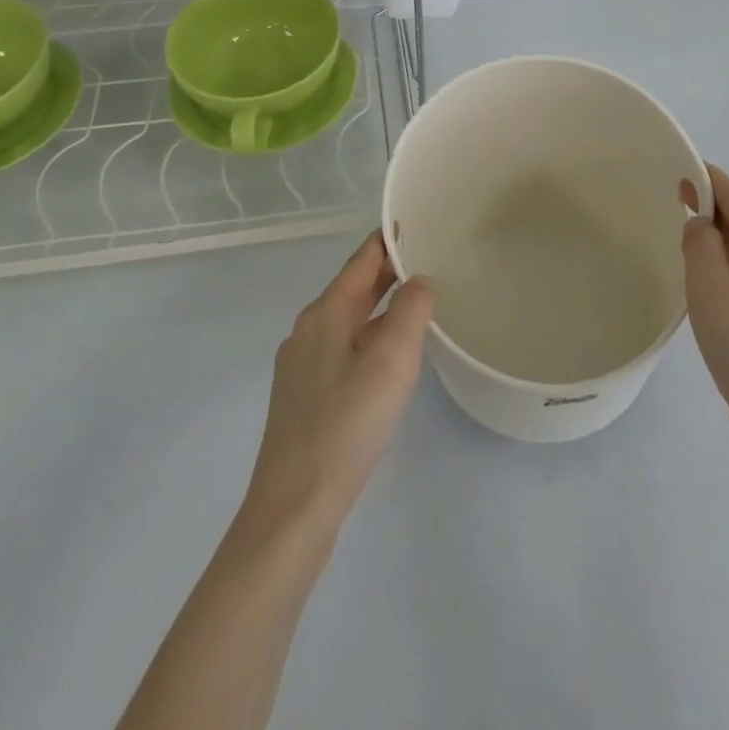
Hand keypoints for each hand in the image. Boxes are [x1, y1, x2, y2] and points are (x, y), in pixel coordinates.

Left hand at [239, 231, 434, 543]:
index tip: (423, 222)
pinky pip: (345, 348)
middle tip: (435, 258)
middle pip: (354, 286)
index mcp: (325, 313)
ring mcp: (303, 365)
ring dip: (383, 305)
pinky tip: (392, 357)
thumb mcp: (390, 361)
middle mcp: (309, 330)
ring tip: (421, 302)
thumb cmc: (346, 426)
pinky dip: (372, 336)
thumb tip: (420, 280)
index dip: (391, 238)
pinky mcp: (306, 396)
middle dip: (391, 270)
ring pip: (350, 319)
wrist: (294, 507)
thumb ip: (410, 311)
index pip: (362, 258)